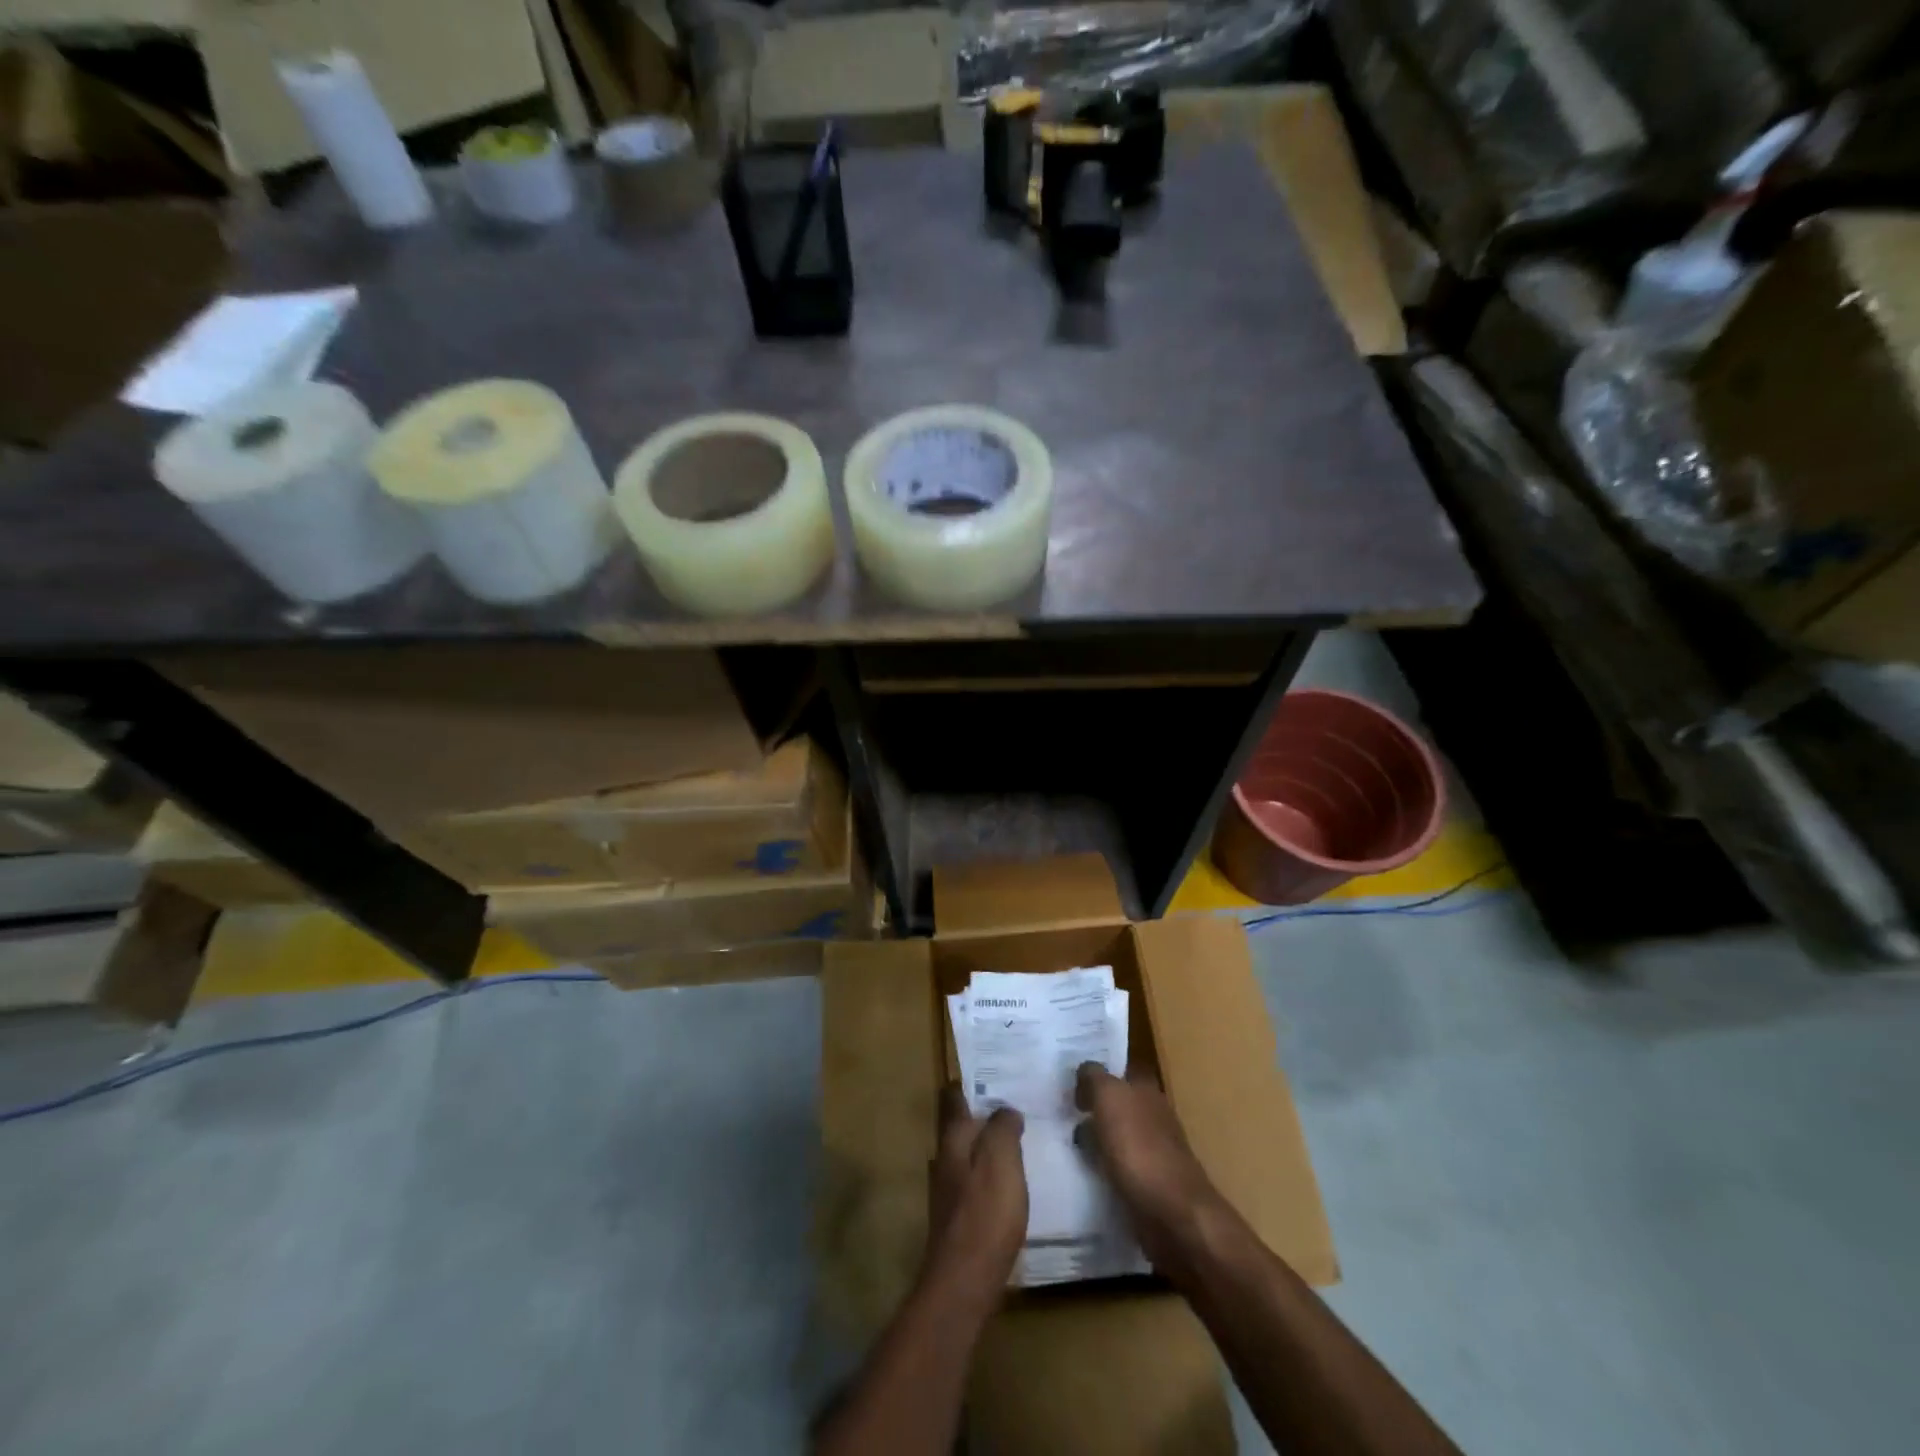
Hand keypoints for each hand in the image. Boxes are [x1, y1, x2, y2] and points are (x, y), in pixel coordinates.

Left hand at [927, 1085, 1025, 1298]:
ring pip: (968, 1154)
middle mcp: (944, 1158)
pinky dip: (990, 1175)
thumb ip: (1003, 1128)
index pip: (955, 1098)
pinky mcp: (957, 1218)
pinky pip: (974, 1182)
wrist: (964, 1282)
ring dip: (988, 1146)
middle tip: (1016, 1106)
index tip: (995, 1075)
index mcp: (953, 1138)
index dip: (971, 1085)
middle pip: (961, 1126)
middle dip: (984, 1116)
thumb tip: (1005, 1110)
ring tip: (1019, 1142)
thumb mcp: (1001, 1160)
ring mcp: (948, 1189)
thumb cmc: (985, 1213)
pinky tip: (1011, 1184)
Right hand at [1075, 1063, 1221, 1264]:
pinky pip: (1119, 1169)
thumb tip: (1084, 1071)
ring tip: (1064, 1145)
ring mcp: (1154, 1152)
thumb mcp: (1109, 1098)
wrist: (1173, 1214)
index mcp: (1147, 1089)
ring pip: (1117, 1137)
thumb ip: (1094, 1077)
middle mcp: (1154, 1116)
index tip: (1067, 1082)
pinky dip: (1103, 1169)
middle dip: (1093, 1108)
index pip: (1119, 1071)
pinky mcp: (1150, 1186)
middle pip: (1117, 1104)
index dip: (1095, 1074)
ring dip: (1096, 1140)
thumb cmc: (1139, 1148)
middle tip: (1058, 1113)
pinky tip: (1085, 1174)